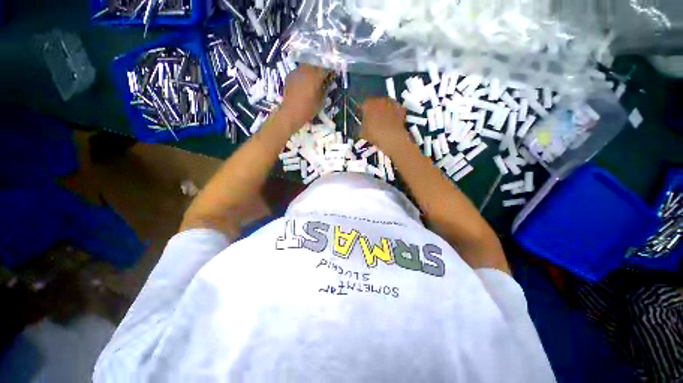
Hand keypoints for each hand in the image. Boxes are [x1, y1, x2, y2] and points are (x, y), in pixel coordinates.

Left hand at [280, 64, 329, 128]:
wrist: (290, 113)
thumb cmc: (308, 109)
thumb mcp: (321, 101)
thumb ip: (325, 89)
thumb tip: (327, 83)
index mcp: (315, 76)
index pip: (326, 68)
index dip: (330, 70)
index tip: (332, 75)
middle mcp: (306, 70)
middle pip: (315, 63)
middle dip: (320, 68)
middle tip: (323, 76)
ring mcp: (296, 71)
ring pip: (306, 66)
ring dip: (311, 70)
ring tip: (313, 78)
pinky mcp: (289, 75)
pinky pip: (299, 71)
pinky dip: (303, 75)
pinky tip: (304, 83)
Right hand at [361, 97, 410, 154]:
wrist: (392, 138)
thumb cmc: (374, 135)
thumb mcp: (362, 132)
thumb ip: (361, 125)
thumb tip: (363, 124)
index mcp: (367, 104)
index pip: (361, 105)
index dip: (361, 111)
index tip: (361, 117)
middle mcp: (379, 99)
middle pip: (374, 102)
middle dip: (373, 109)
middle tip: (372, 118)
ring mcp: (391, 103)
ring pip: (385, 104)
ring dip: (383, 110)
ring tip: (383, 120)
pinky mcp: (400, 108)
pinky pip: (394, 109)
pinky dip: (393, 113)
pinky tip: (392, 121)